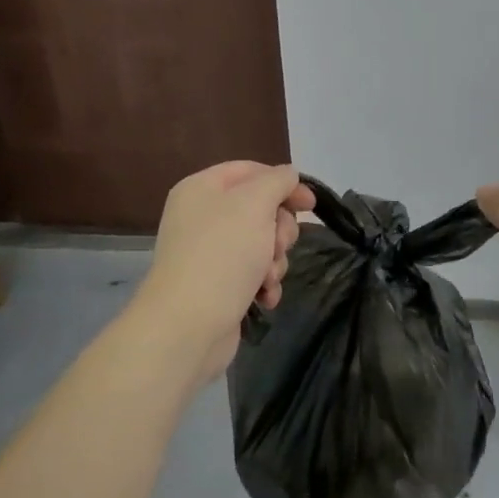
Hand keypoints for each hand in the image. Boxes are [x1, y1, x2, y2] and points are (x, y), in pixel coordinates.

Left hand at [130, 162, 313, 383]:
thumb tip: (288, 174)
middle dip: (279, 229)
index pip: (251, 171)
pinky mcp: (217, 285)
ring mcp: (209, 253)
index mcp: (202, 188)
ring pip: (262, 243)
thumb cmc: (222, 254)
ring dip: (274, 260)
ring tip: (267, 277)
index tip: (310, 204)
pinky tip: (264, 297)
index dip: (283, 183)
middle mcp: (202, 217)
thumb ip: (277, 181)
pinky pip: (253, 273)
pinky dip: (263, 283)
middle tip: (278, 245)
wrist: (188, 326)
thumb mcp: (255, 204)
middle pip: (260, 209)